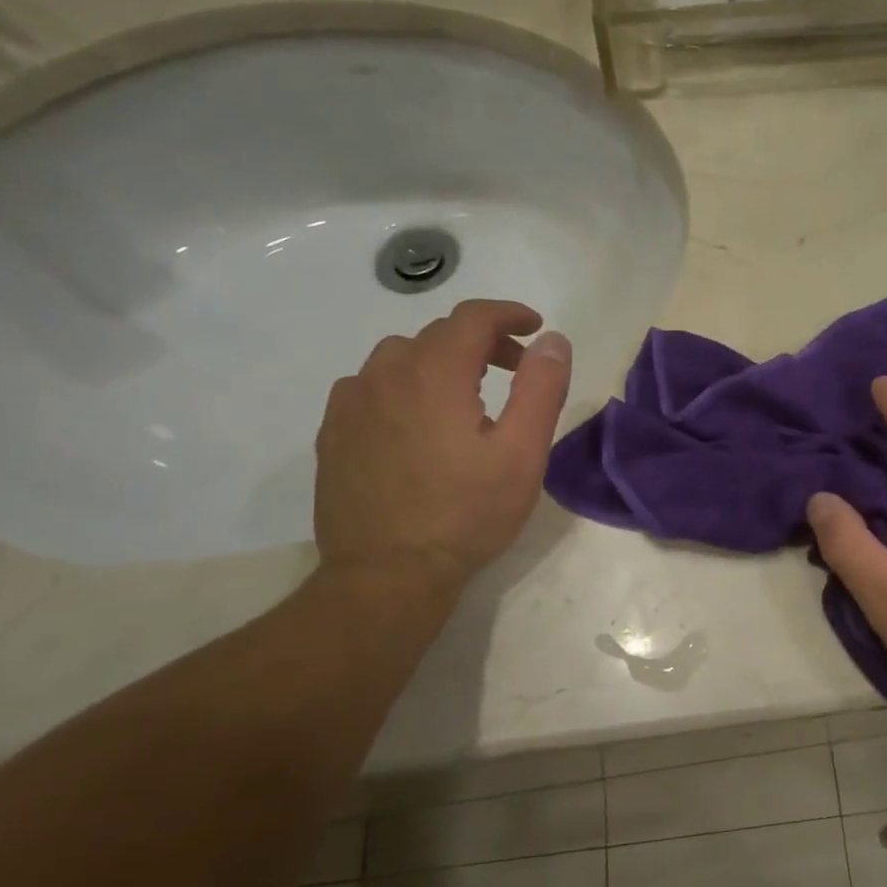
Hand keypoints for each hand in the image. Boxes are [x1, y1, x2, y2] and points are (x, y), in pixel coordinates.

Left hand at [314, 299, 571, 590]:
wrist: (388, 573)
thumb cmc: (467, 514)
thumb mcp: (522, 454)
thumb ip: (541, 389)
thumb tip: (552, 341)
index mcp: (435, 374)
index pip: (473, 317)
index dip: (509, 314)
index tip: (535, 327)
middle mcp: (386, 374)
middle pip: (438, 334)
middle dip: (483, 341)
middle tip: (515, 370)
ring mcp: (351, 404)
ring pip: (399, 357)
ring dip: (438, 361)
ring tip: (464, 394)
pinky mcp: (333, 433)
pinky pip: (369, 386)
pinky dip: (401, 385)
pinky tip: (414, 420)